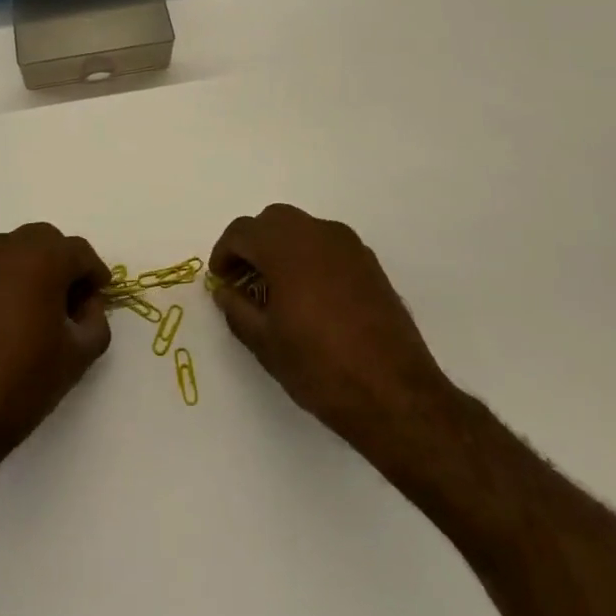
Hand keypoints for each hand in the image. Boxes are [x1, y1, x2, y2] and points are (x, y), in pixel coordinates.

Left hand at [0, 223, 112, 465]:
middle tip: (74, 298)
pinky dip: (9, 274)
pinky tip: (13, 309)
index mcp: (42, 260)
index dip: (95, 272)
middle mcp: (8, 249)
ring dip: (35, 263)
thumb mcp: (78, 355)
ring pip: (17, 246)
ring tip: (42, 302)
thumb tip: (88, 303)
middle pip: (47, 240)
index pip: (79, 251)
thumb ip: (96, 320)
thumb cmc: (24, 380)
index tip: (101, 295)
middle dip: (65, 262)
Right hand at [208, 204, 452, 453]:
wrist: (395, 394)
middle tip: (243, 280)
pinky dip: (308, 256)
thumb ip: (237, 308)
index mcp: (286, 248)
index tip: (220, 280)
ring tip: (275, 288)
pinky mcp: (370, 263)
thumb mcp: (265, 342)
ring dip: (281, 247)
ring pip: (302, 228)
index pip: (242, 232)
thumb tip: (225, 290)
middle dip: (252, 244)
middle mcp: (317, 234)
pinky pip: (327, 244)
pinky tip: (309, 294)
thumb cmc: (320, 367)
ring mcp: (348, 246)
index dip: (224, 253)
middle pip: (272, 221)